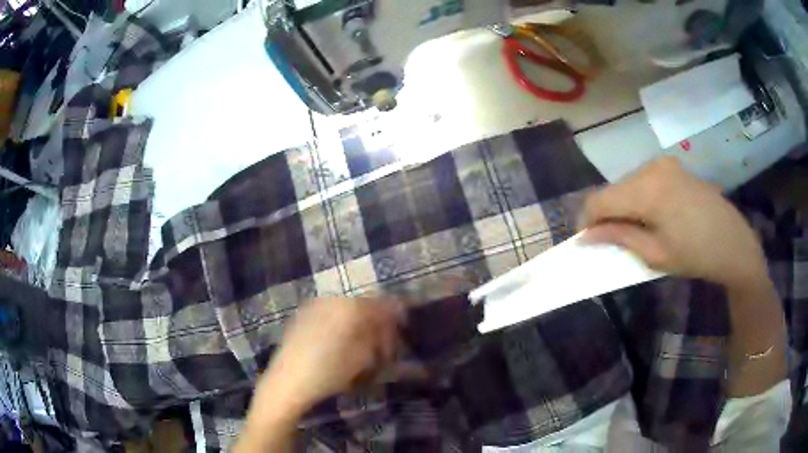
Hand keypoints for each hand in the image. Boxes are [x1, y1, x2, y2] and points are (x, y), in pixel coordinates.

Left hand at [255, 297, 406, 415]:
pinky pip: (331, 314)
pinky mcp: (302, 316)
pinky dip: (342, 326)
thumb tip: (389, 322)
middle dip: (376, 324)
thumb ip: (379, 335)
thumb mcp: (362, 357)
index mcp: (349, 306)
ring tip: (363, 350)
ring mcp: (314, 306)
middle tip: (382, 348)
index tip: (401, 335)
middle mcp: (331, 299)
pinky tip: (342, 345)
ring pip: (347, 310)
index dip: (395, 318)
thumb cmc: (329, 371)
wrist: (288, 381)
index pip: (381, 304)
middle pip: (364, 306)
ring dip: (360, 326)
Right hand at [581, 157, 766, 288]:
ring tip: (637, 232)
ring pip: (628, 184)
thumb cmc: (696, 255)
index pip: (599, 199)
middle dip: (607, 215)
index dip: (586, 221)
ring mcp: (664, 164)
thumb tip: (587, 236)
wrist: (734, 243)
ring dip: (624, 206)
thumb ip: (619, 239)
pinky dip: (639, 198)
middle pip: (613, 189)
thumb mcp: (656, 254)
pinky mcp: (673, 166)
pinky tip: (653, 217)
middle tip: (614, 242)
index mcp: (647, 189)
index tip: (587, 242)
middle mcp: (651, 167)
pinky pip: (644, 180)